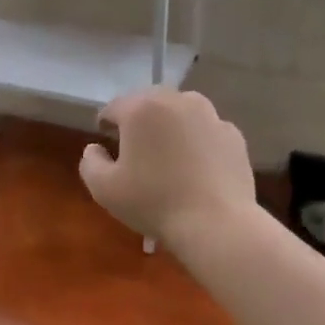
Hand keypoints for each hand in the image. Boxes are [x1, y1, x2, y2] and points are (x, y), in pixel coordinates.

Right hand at [79, 89, 256, 248]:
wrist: (217, 223)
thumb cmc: (154, 202)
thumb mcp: (104, 189)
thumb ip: (90, 162)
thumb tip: (95, 148)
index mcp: (141, 109)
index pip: (114, 107)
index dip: (106, 124)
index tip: (106, 142)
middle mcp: (177, 101)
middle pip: (149, 103)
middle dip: (139, 121)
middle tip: (136, 149)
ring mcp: (211, 116)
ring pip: (181, 112)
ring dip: (170, 126)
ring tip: (168, 155)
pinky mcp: (234, 135)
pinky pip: (206, 131)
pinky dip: (198, 142)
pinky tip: (196, 168)